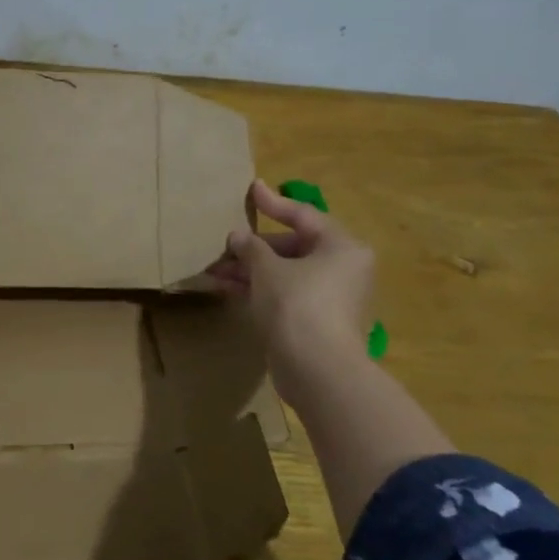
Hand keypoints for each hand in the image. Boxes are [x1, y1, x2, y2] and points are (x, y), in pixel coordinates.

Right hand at [208, 179, 374, 402]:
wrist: (318, 370)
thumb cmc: (297, 305)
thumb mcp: (267, 269)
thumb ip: (251, 247)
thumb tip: (239, 237)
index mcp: (341, 247)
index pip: (304, 215)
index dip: (273, 203)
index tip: (251, 190)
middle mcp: (343, 268)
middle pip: (293, 246)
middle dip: (253, 248)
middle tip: (223, 247)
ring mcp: (332, 297)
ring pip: (286, 273)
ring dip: (250, 270)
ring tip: (215, 272)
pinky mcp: (318, 321)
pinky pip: (286, 295)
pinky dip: (260, 290)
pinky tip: (228, 290)